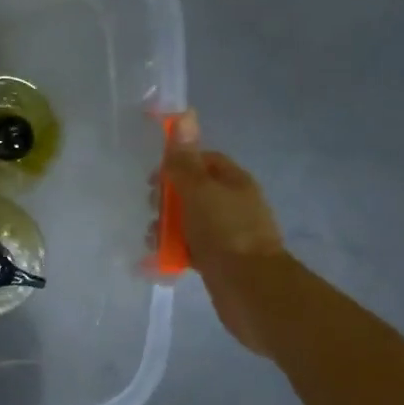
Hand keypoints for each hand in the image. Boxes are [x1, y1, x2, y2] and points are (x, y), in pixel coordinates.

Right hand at [161, 111, 285, 355]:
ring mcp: (228, 234)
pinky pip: (191, 247)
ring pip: (189, 221)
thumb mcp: (199, 190)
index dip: (178, 164)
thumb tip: (185, 114)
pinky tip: (160, 258)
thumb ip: (185, 159)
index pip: (205, 161)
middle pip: (193, 191)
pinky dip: (175, 249)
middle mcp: (234, 205)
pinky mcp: (220, 260)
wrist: (251, 290)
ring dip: (167, 226)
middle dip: (168, 199)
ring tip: (153, 239)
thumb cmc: (225, 232)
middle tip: (153, 210)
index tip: (155, 178)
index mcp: (235, 183)